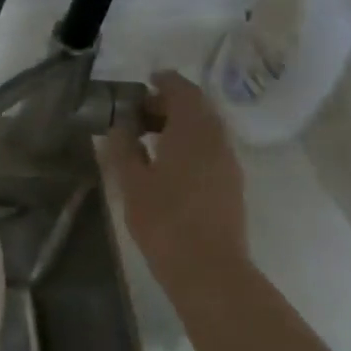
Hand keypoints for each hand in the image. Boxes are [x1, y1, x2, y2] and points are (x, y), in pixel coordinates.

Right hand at [102, 70, 247, 272]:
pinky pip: (209, 149)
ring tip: (148, 138)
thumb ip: (124, 148)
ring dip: (180, 125)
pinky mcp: (230, 184)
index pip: (183, 91)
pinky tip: (167, 163)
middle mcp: (216, 140)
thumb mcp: (132, 182)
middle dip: (169, 104)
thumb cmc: (164, 220)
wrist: (208, 268)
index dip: (165, 82)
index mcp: (192, 131)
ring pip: (205, 130)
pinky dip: (189, 144)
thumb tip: (120, 126)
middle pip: (197, 108)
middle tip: (139, 113)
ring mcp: (228, 163)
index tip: (145, 81)